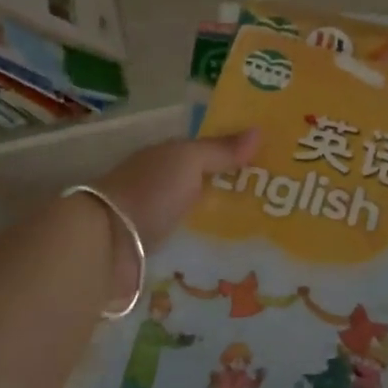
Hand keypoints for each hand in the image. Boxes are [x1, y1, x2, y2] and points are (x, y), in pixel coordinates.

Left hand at [93, 132, 259, 300]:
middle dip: (235, 191)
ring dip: (223, 222)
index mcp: (166, 158)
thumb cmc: (148, 191)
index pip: (206, 152)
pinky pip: (191, 244)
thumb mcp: (188, 161)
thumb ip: (220, 150)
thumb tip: (259, 131)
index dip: (236, 155)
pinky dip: (208, 247)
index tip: (272, 165)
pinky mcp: (158, 252)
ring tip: (266, 233)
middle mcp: (161, 186)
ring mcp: (158, 220)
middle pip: (204, 185)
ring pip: (199, 216)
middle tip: (279, 204)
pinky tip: (236, 256)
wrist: (107, 244)